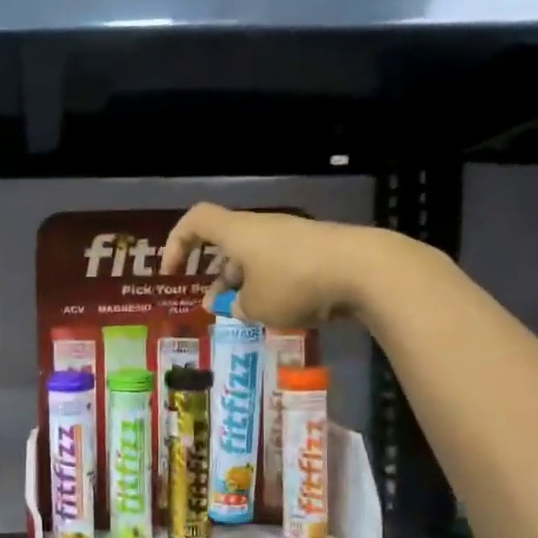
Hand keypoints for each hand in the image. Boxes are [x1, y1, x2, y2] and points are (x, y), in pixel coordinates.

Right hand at [162, 204, 364, 328]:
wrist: (365, 270)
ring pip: (255, 258)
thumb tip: (237, 306)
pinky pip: (281, 265)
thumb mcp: (256, 306)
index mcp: (238, 232)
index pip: (196, 221)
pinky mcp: (316, 251)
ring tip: (244, 315)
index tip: (172, 272)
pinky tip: (279, 311)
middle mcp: (262, 228)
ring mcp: (292, 238)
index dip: (176, 243)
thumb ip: (238, 306)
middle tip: (211, 306)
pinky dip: (270, 285)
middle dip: (215, 276)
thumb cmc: (296, 283)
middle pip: (227, 244)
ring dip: (243, 285)